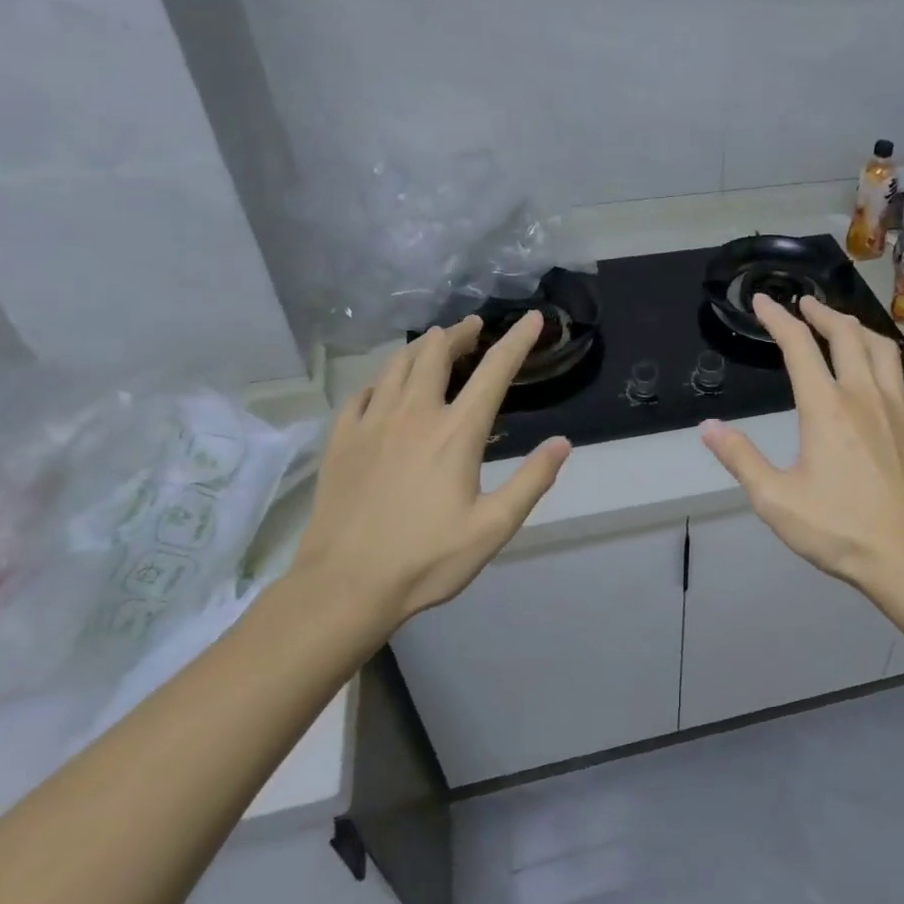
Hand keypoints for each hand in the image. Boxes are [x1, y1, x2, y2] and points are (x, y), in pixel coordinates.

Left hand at [288, 312, 570, 636]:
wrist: (345, 585)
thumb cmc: (427, 559)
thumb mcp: (494, 527)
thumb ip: (532, 481)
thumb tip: (563, 443)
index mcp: (456, 432)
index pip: (494, 371)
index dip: (517, 341)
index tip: (534, 318)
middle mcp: (414, 415)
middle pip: (437, 354)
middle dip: (459, 333)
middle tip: (472, 327)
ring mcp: (371, 424)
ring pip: (397, 365)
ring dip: (421, 347)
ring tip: (434, 342)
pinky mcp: (341, 440)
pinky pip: (363, 392)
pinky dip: (382, 378)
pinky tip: (385, 384)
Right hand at [700, 295, 903, 595]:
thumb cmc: (840, 529)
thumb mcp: (776, 500)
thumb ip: (741, 459)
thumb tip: (708, 427)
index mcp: (826, 408)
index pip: (799, 347)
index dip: (778, 319)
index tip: (764, 302)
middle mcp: (864, 395)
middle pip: (846, 335)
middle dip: (822, 313)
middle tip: (805, 304)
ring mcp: (898, 408)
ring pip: (882, 349)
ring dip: (858, 328)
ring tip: (843, 326)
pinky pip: (901, 377)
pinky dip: (883, 360)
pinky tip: (878, 374)